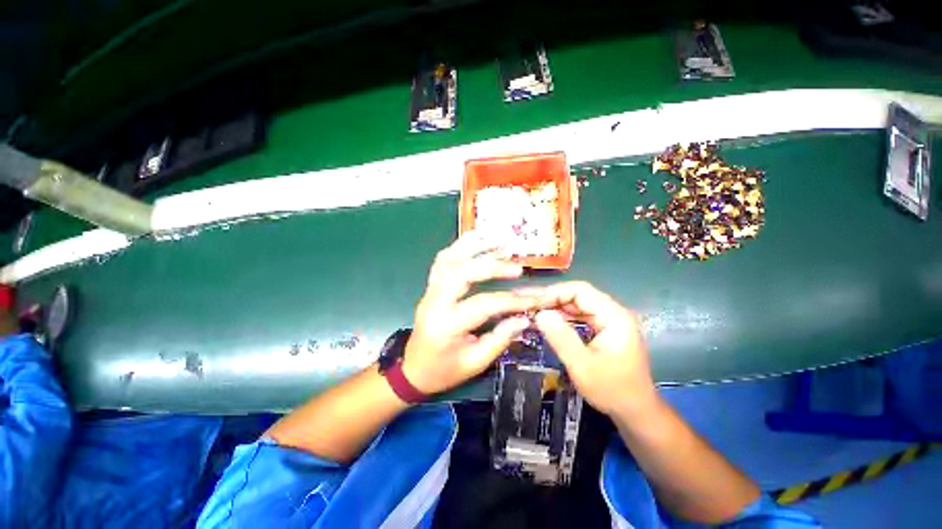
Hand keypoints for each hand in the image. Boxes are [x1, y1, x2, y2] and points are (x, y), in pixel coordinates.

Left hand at [402, 231, 537, 394]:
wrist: (414, 368)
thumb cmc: (444, 371)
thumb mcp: (475, 363)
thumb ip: (500, 338)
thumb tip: (524, 317)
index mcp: (445, 326)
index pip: (482, 305)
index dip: (510, 301)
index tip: (533, 299)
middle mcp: (434, 302)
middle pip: (461, 272)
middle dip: (491, 266)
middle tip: (517, 268)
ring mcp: (429, 290)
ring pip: (449, 258)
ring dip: (475, 246)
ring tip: (500, 240)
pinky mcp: (430, 286)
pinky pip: (443, 259)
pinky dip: (460, 246)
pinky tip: (478, 239)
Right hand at [532, 281, 655, 416]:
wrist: (636, 412)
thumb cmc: (612, 391)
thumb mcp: (582, 366)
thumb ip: (561, 338)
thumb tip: (539, 314)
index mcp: (614, 316)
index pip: (580, 290)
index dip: (554, 293)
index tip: (533, 303)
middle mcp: (613, 312)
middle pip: (578, 294)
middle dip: (551, 298)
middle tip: (527, 304)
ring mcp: (608, 320)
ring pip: (577, 304)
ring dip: (555, 306)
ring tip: (532, 310)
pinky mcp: (603, 328)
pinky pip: (579, 315)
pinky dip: (562, 316)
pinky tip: (547, 320)